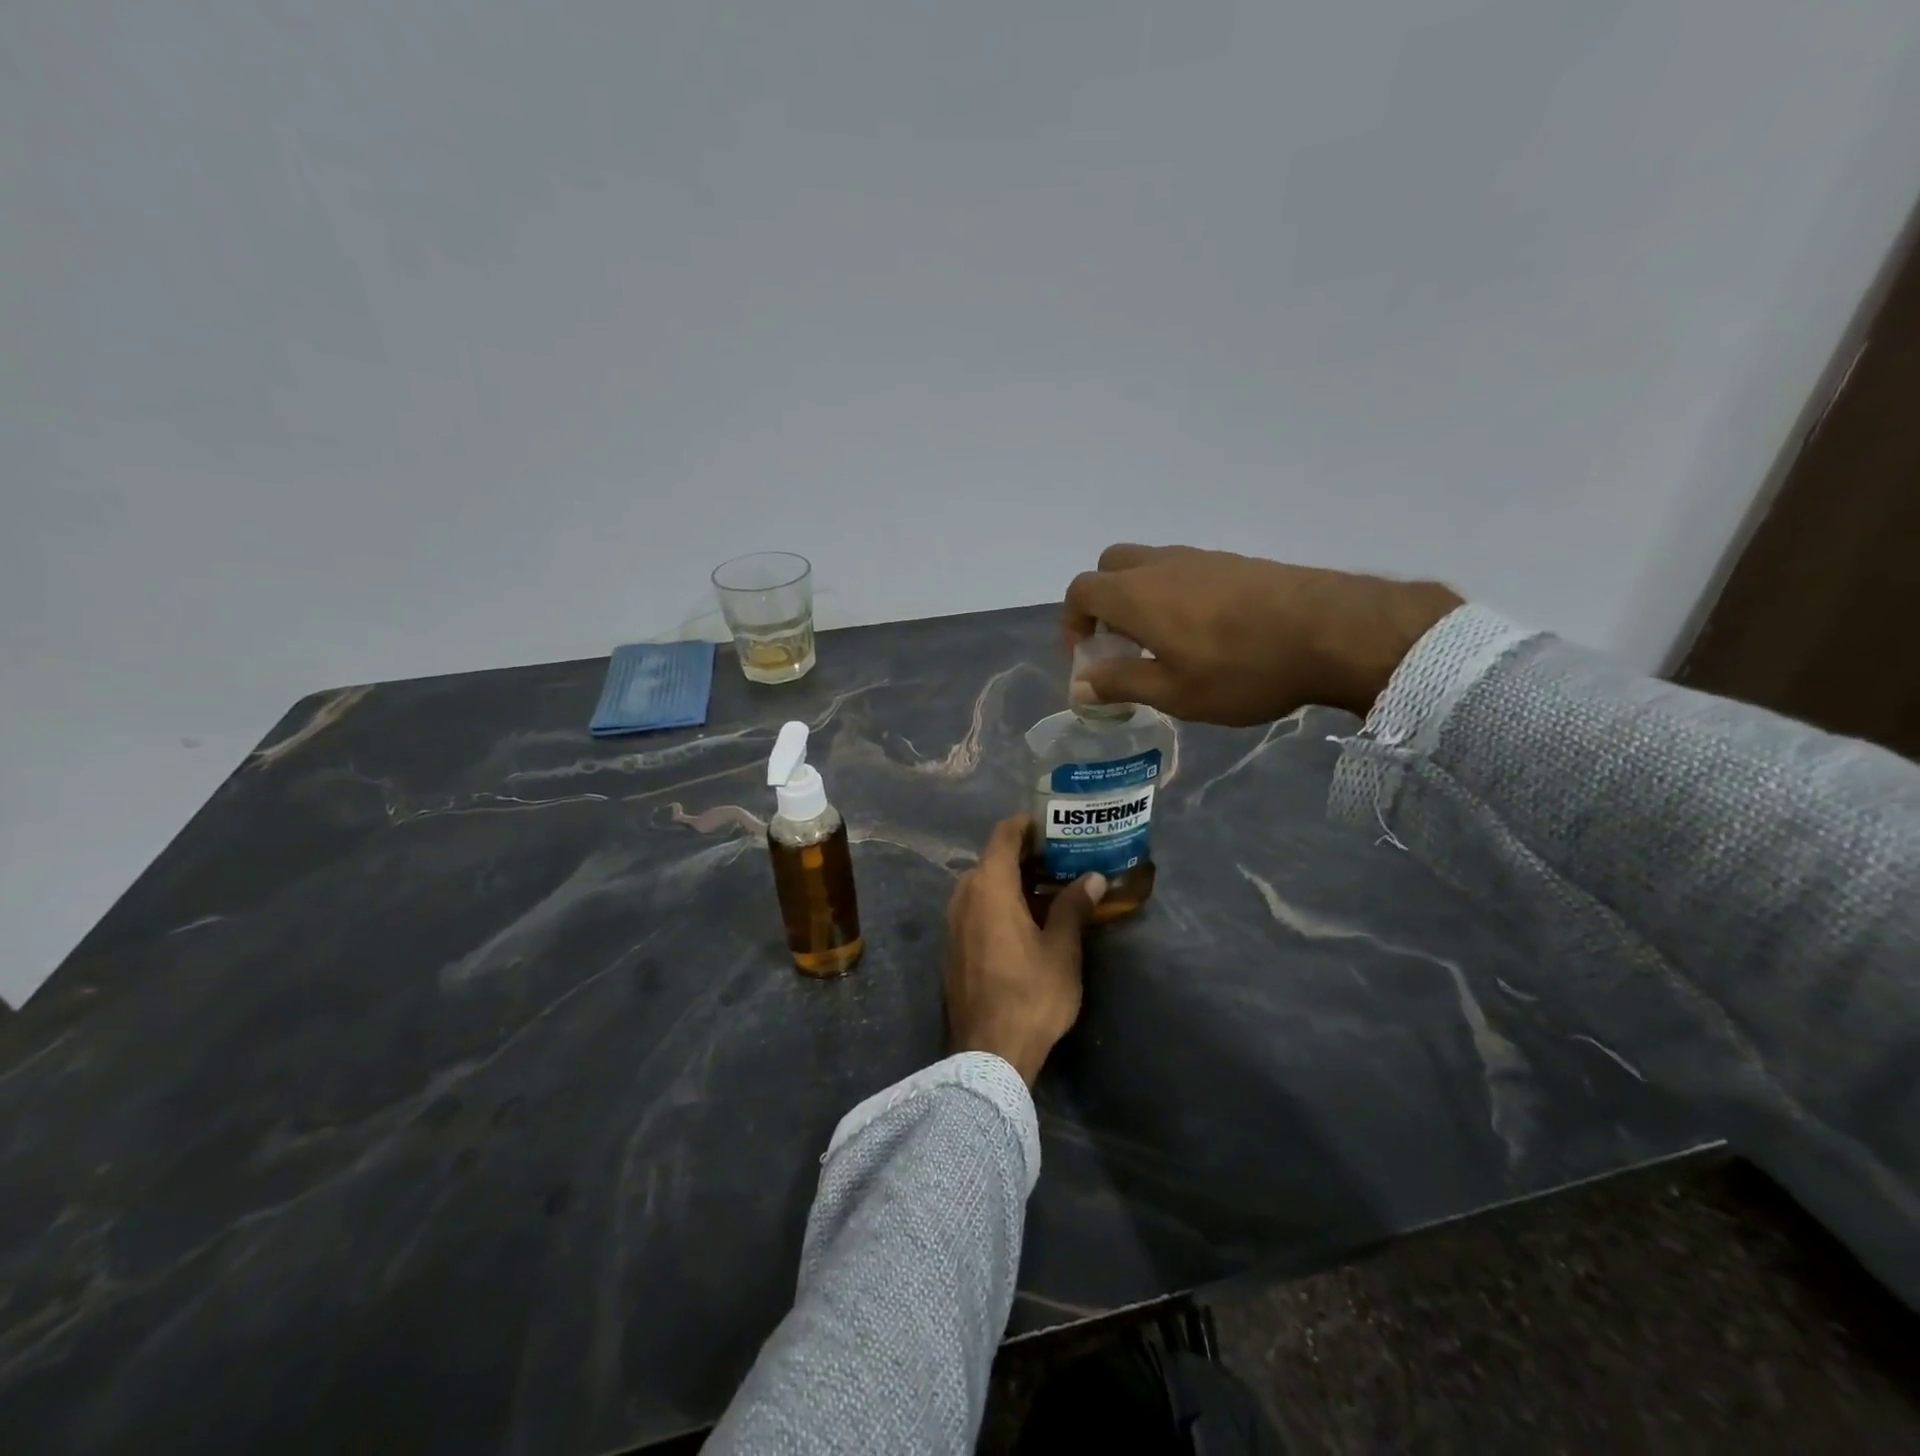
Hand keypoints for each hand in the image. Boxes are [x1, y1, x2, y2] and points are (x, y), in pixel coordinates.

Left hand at [945, 815, 1106, 1087]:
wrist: (988, 1053)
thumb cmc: (1030, 994)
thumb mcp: (1061, 949)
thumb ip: (1073, 907)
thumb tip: (1092, 877)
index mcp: (988, 886)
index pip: (1004, 835)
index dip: (1028, 825)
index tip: (1055, 826)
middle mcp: (963, 895)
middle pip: (993, 858)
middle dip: (1026, 855)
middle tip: (1063, 859)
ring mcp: (953, 921)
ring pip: (983, 884)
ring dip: (1013, 880)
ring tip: (1050, 888)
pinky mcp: (952, 945)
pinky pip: (975, 907)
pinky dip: (999, 902)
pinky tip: (1027, 919)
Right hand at [1064, 544, 1461, 722]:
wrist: (1332, 632)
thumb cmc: (1241, 669)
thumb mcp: (1173, 692)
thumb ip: (1120, 683)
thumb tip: (1080, 684)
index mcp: (1136, 594)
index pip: (1081, 590)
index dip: (1073, 622)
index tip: (1088, 656)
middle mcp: (1161, 565)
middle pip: (1111, 566)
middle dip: (1103, 601)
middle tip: (1120, 642)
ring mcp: (1201, 558)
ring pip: (1150, 565)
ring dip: (1140, 597)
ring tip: (1164, 643)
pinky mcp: (1235, 562)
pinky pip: (1185, 570)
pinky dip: (1175, 593)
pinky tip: (1206, 631)